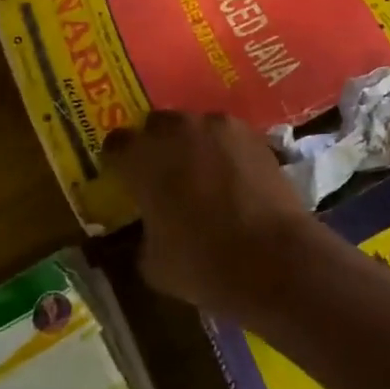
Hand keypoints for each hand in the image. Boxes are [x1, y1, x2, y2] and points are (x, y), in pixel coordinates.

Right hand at [102, 111, 314, 319]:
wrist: (272, 255)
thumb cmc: (202, 263)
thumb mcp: (152, 262)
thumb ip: (144, 232)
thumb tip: (151, 225)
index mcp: (143, 158)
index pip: (116, 144)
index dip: (118, 160)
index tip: (123, 177)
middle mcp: (178, 130)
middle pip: (157, 125)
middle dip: (157, 145)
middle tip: (163, 174)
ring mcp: (220, 127)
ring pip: (196, 126)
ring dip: (193, 144)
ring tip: (202, 174)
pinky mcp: (254, 134)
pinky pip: (228, 136)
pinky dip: (225, 150)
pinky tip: (232, 175)